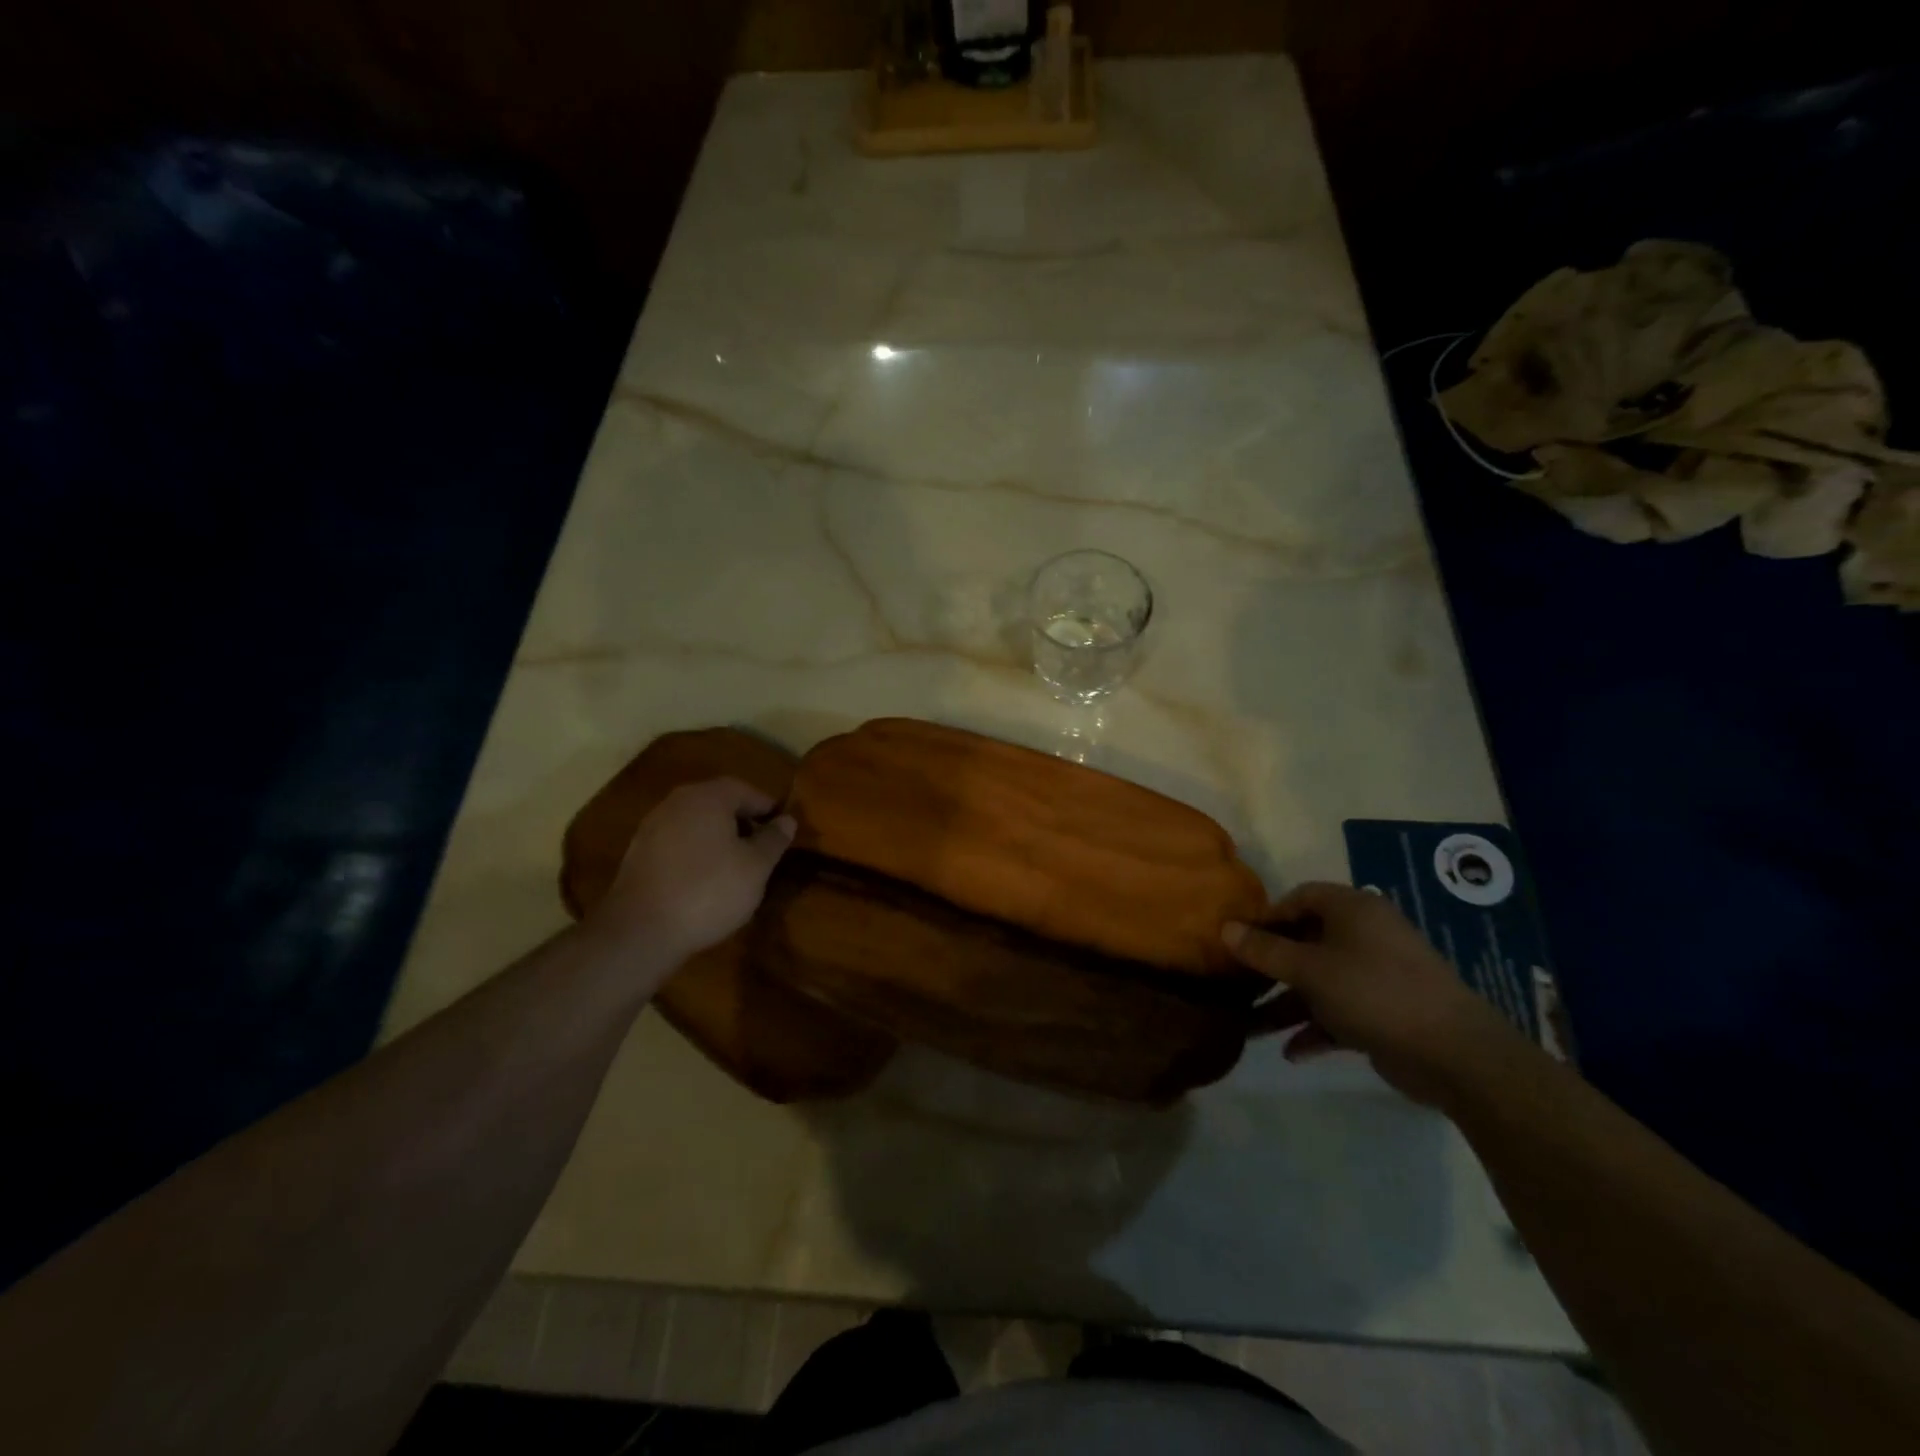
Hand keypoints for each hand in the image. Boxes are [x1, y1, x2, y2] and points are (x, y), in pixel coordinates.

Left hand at [591, 778, 795, 972]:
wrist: (641, 930)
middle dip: (743, 822)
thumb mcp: (756, 867)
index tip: (783, 831)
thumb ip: (774, 839)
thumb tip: (787, 820)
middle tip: (763, 849)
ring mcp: (653, 826)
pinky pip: (678, 842)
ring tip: (737, 867)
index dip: (769, 809)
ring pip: (697, 823)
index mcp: (709, 797)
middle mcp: (677, 802)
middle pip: (719, 803)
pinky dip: (696, 853)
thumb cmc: (709, 891)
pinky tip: (705, 880)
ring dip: (719, 838)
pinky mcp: (638, 853)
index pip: (747, 790)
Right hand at [1224, 882, 1518, 1105]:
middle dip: (1270, 967)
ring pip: (1319, 982)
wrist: (1456, 1055)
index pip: (1301, 897)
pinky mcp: (1384, 1013)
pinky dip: (1315, 1029)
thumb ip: (1265, 951)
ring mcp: (1377, 976)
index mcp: (1353, 910)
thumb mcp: (1310, 970)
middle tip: (1238, 983)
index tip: (1239, 940)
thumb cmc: (1375, 993)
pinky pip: (1339, 1013)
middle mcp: (1365, 936)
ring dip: (1286, 1004)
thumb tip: (1224, 928)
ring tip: (1250, 1028)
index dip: (1267, 916)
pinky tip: (1291, 1052)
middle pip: (1306, 942)